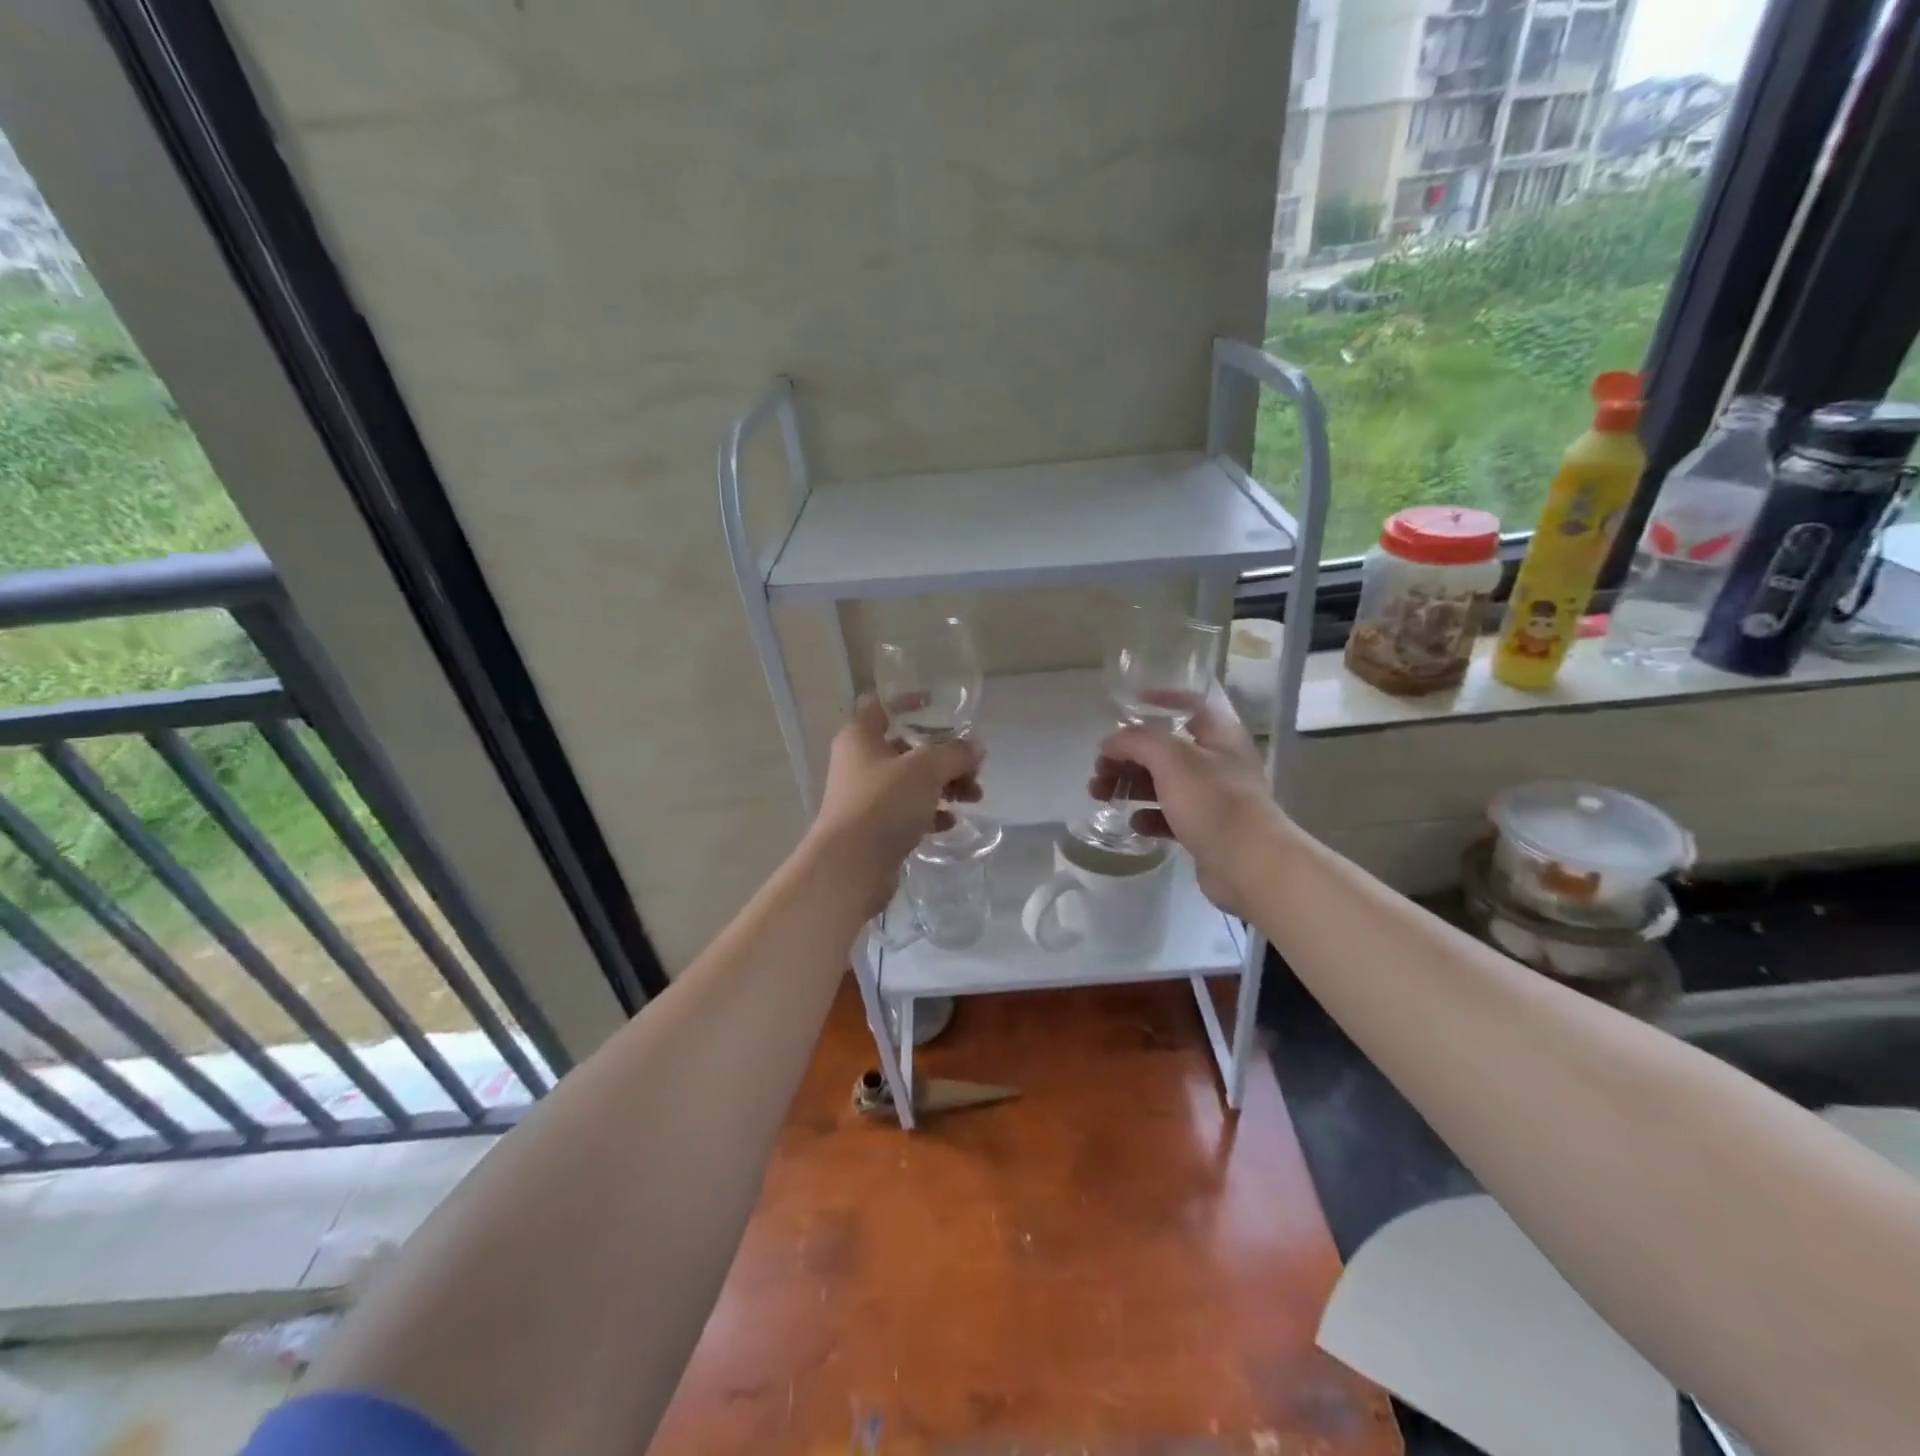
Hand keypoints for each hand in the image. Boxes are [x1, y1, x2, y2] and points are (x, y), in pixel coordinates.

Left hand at [808, 698, 982, 915]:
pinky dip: (930, 813)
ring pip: (911, 782)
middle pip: (907, 748)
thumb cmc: (883, 804)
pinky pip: (907, 812)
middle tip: (973, 769)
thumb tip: (975, 747)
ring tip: (973, 798)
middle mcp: (859, 762)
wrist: (850, 867)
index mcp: (860, 737)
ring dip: (944, 786)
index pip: (883, 706)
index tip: (940, 706)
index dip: (911, 702)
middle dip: (944, 757)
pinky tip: (950, 823)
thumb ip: (954, 754)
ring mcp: (865, 797)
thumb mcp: (926, 770)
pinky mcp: (874, 828)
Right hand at [1087, 684, 1293, 916]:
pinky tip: (1134, 823)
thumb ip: (1137, 742)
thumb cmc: (1213, 801)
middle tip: (1099, 768)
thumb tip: (1110, 743)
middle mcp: (1217, 762)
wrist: (1249, 864)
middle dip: (1128, 756)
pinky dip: (1149, 816)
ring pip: (1163, 784)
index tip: (1126, 708)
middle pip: (1165, 749)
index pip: (1189, 705)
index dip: (1159, 701)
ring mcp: (1212, 798)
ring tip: (1100, 795)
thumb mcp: (1172, 760)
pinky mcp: (1205, 830)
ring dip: (1130, 786)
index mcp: (1218, 736)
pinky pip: (1170, 816)